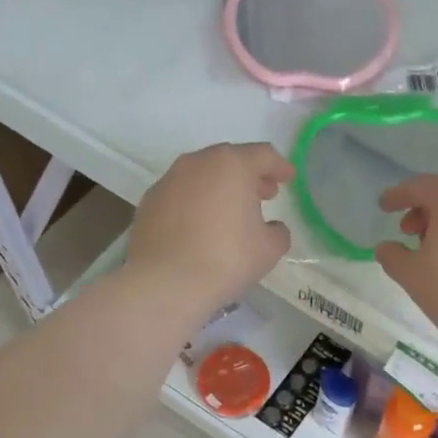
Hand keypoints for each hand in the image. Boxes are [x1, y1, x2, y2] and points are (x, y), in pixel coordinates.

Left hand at [127, 142, 293, 317]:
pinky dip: (195, 202)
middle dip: (249, 175)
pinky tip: (200, 226)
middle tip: (263, 195)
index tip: (288, 179)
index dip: (280, 166)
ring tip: (230, 211)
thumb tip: (272, 228)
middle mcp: (197, 163)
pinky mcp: (149, 202)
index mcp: (231, 165)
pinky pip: (181, 194)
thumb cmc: (227, 259)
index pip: (263, 155)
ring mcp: (168, 180)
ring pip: (202, 175)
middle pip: (229, 160)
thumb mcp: (269, 249)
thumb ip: (278, 231)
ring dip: (219, 187)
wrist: (166, 283)